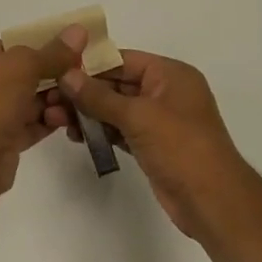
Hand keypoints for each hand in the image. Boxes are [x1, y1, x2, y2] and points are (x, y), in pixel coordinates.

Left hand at [0, 28, 87, 194]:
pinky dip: (47, 122)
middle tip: (80, 77)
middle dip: (52, 77)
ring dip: (52, 101)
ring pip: (27, 103)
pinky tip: (68, 120)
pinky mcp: (1, 142)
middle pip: (22, 76)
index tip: (72, 50)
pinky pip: (29, 126)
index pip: (11, 48)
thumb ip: (53, 51)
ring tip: (74, 102)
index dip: (41, 47)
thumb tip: (79, 29)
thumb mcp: (23, 65)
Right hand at [61, 49, 254, 239]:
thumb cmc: (181, 148)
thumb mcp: (138, 116)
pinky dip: (99, 130)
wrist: (212, 202)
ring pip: (114, 108)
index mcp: (170, 74)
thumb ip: (99, 96)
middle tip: (49, 99)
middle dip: (83, 92)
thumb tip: (66, 75)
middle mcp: (165, 92)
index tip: (55, 69)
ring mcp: (158, 120)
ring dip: (86, 112)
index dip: (89, 64)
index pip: (122, 60)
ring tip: (54, 119)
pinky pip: (118, 129)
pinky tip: (74, 134)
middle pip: (116, 84)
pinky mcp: (151, 144)